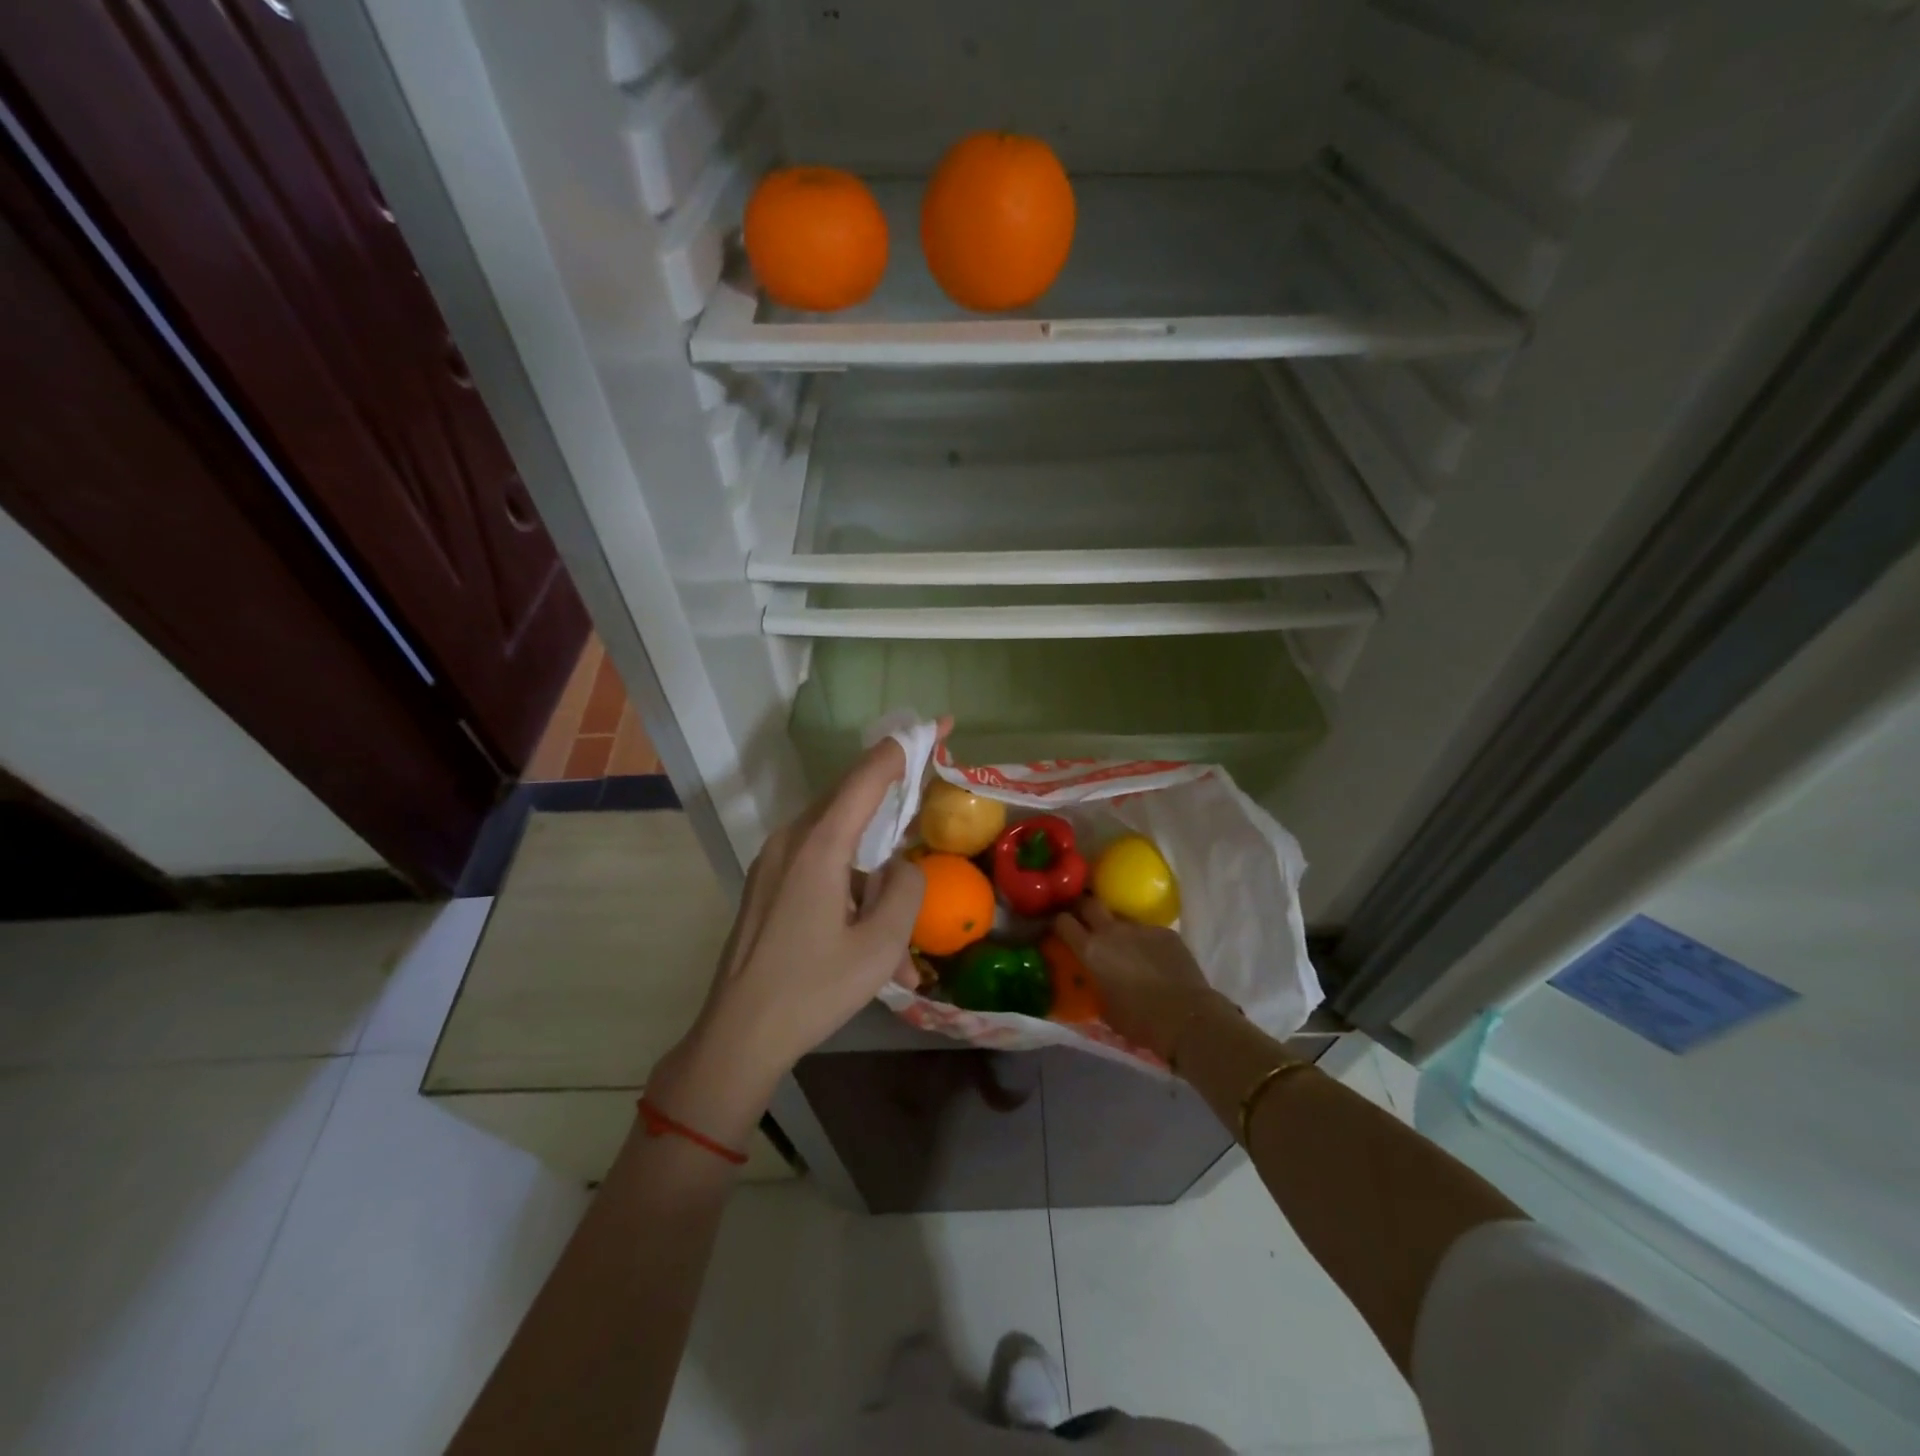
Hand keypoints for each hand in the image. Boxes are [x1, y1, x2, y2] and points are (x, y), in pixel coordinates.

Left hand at [648, 738, 926, 1145]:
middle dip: (894, 787)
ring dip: (874, 861)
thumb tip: (903, 866)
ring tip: (900, 919)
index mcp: (819, 845)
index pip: (868, 775)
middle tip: (931, 781)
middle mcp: (791, 839)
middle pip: (851, 796)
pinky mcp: (768, 883)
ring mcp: (774, 861)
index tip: (941, 723)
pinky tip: (871, 937)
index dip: (907, 746)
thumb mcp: (880, 946)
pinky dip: (852, 883)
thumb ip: (905, 890)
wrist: (738, 1036)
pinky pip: (819, 863)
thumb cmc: (812, 990)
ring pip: (838, 836)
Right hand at [1052, 898, 1226, 1063]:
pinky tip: (1154, 959)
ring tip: (1125, 946)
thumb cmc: (1139, 1021)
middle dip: (1084, 909)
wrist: (1187, 1017)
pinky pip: (1148, 931)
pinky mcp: (1166, 932)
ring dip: (1117, 928)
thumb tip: (1094, 980)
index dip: (1059, 923)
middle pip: (1090, 903)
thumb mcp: (1105, 1008)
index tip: (1059, 929)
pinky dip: (1145, 941)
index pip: (1063, 922)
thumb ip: (1095, 986)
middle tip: (1085, 921)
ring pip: (1122, 918)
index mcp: (1091, 950)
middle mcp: (1112, 931)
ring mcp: (1141, 928)